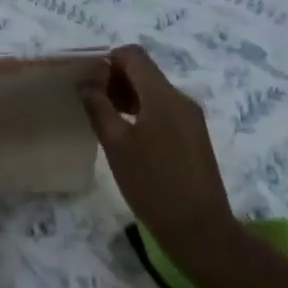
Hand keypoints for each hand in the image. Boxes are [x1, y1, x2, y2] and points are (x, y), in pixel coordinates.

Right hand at [81, 45, 236, 256]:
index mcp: (163, 95)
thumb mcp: (116, 145)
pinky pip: (164, 110)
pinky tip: (126, 135)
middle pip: (144, 72)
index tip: (87, 79)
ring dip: (128, 96)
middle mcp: (181, 99)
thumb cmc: (153, 185)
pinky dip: (142, 112)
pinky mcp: (194, 137)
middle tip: (90, 99)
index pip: (133, 55)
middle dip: (115, 78)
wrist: (201, 232)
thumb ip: (98, 107)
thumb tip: (85, 83)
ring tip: (104, 117)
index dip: (107, 59)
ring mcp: (191, 119)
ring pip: (154, 92)